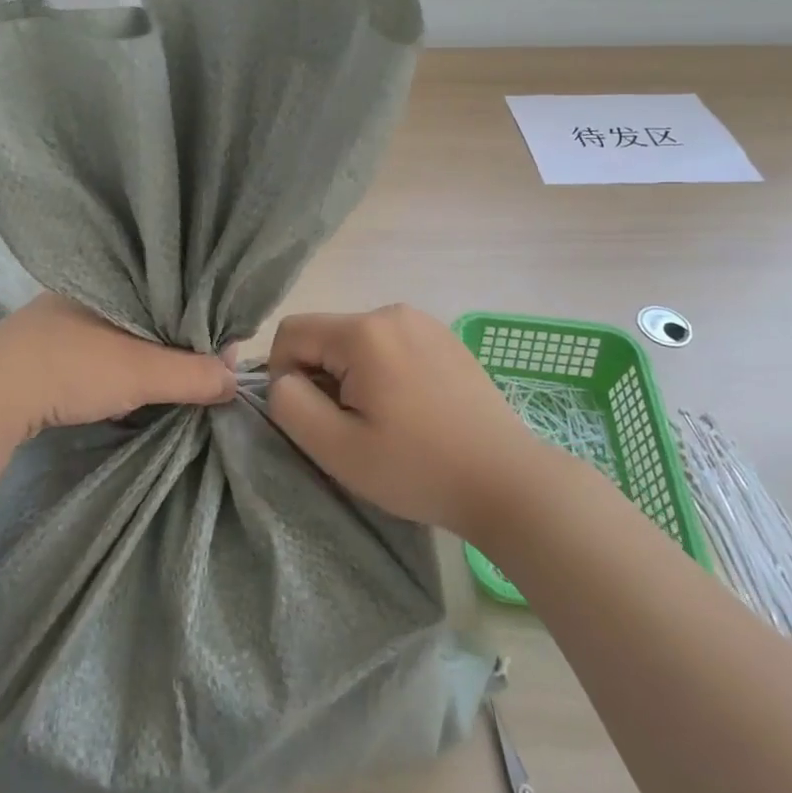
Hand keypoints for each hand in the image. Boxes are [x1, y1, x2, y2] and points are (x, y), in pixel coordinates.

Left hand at [0, 293, 238, 446]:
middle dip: (173, 345)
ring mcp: (57, 319)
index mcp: (111, 279)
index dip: (202, 322)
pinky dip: (113, 371)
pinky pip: (94, 352)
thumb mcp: (142, 372)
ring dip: (142, 360)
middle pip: (148, 315)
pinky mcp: (39, 349)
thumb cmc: (71, 367)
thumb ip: (193, 374)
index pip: (172, 293)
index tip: (221, 355)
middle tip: (196, 376)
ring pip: (120, 335)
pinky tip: (118, 394)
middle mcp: (84, 291)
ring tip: (162, 387)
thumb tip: (236, 380)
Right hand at [265, 304, 545, 538]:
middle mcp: (392, 311)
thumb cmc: (418, 468)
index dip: (283, 375)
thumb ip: (290, 405)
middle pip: (326, 335)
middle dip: (322, 377)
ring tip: (383, 422)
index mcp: (364, 331)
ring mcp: (424, 321)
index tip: (311, 417)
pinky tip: (411, 411)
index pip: (291, 332)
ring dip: (351, 376)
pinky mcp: (444, 337)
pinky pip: (390, 344)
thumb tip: (283, 379)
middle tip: (351, 428)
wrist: (508, 481)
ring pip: (356, 341)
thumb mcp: (338, 449)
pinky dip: (382, 372)